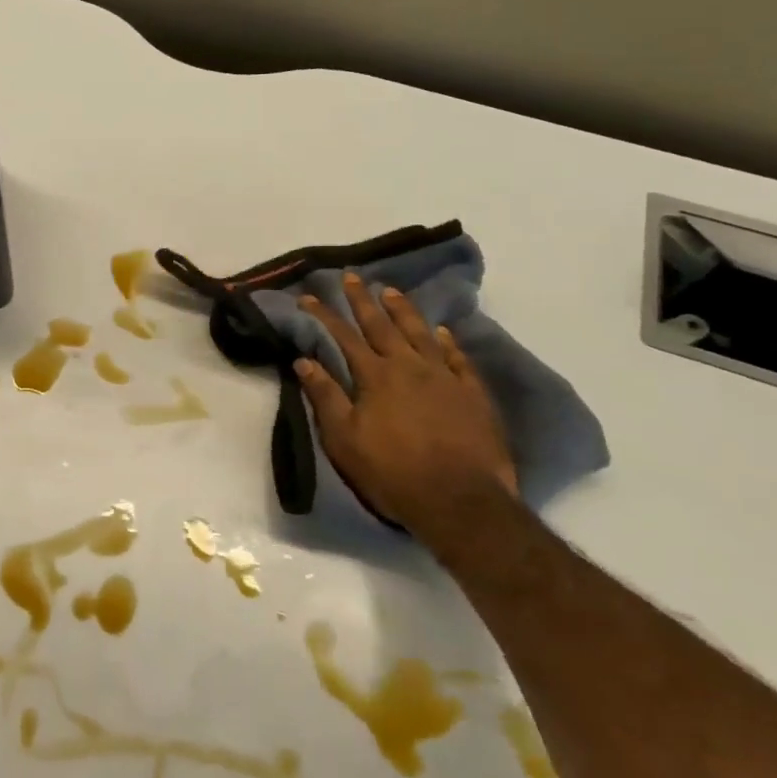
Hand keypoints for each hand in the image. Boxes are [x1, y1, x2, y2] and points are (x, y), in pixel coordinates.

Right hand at [294, 276, 517, 540]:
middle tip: (352, 276)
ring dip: (403, 310)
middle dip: (363, 299)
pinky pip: (458, 358)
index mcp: (375, 376)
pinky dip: (447, 342)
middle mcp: (409, 366)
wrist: (461, 501)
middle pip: (381, 325)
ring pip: (421, 333)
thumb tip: (303, 360)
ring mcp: (445, 378)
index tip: (309, 296)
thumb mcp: (344, 439)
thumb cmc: (392, 472)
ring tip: (391, 290)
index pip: (343, 336)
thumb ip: (325, 396)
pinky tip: (442, 332)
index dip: (324, 315)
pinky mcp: (473, 395)